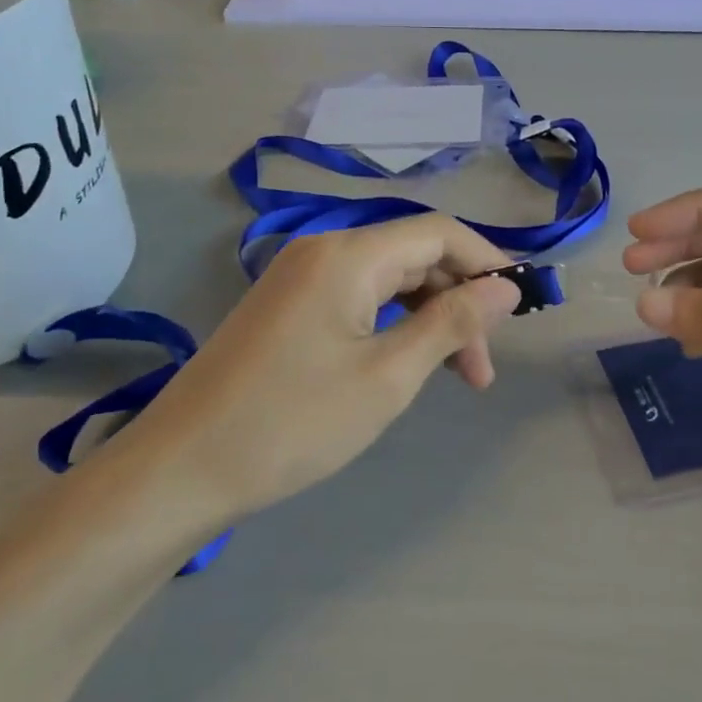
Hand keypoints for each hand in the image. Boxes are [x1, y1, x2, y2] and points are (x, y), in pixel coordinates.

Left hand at [122, 214, 521, 513]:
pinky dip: (393, 326)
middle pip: (414, 256)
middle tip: (482, 369)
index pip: (438, 233)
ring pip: (388, 281)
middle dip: (459, 302)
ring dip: (429, 319)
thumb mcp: (388, 375)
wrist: (182, 469)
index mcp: (348, 254)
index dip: (487, 262)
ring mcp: (300, 278)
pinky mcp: (287, 307)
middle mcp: (323, 250)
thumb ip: (452, 323)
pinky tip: (405, 363)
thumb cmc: (294, 422)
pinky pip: (358, 299)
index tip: (520, 308)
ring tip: (455, 376)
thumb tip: (506, 288)